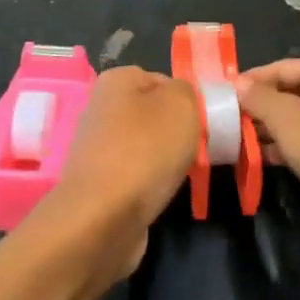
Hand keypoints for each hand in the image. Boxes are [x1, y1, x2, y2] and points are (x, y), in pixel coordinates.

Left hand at [47, 67, 197, 278]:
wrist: (102, 219)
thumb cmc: (145, 151)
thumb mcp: (182, 105)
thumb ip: (188, 91)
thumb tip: (181, 99)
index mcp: (116, 80)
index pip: (163, 80)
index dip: (187, 100)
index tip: (202, 123)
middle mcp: (101, 108)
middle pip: (153, 114)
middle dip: (176, 131)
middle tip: (196, 149)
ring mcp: (97, 147)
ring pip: (146, 146)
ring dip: (165, 160)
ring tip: (181, 174)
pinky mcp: (98, 183)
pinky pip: (135, 175)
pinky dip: (149, 184)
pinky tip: (161, 194)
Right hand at [237, 56, 299, 243]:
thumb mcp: (289, 119)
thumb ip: (259, 98)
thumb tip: (237, 84)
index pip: (279, 68)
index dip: (248, 83)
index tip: (219, 99)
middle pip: (290, 92)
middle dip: (259, 109)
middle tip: (226, 124)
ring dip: (272, 131)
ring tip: (238, 144)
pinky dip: (290, 148)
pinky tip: (265, 161)